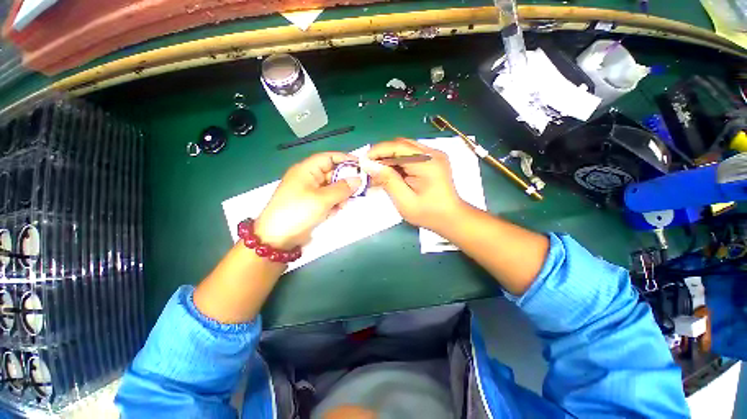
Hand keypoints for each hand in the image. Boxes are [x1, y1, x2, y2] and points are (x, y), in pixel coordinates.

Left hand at [254, 152, 360, 248]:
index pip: (328, 158)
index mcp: (306, 170)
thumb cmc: (298, 212)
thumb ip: (342, 188)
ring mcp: (309, 192)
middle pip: (332, 173)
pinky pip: (328, 199)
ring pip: (332, 188)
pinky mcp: (311, 204)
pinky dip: (333, 204)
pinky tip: (334, 212)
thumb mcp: (322, 199)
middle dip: (344, 182)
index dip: (345, 159)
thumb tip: (358, 180)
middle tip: (357, 191)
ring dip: (340, 196)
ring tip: (343, 205)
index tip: (361, 166)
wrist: (278, 238)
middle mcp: (308, 178)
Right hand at [366, 138, 463, 231]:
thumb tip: (369, 164)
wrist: (451, 218)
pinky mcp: (432, 159)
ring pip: (404, 148)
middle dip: (382, 154)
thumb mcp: (405, 201)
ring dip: (389, 158)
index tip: (363, 162)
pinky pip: (410, 155)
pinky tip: (391, 174)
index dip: (377, 151)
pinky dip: (398, 162)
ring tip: (379, 173)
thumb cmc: (429, 214)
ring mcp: (434, 155)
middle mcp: (432, 153)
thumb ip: (387, 180)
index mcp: (427, 163)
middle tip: (370, 169)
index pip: (397, 147)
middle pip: (400, 144)